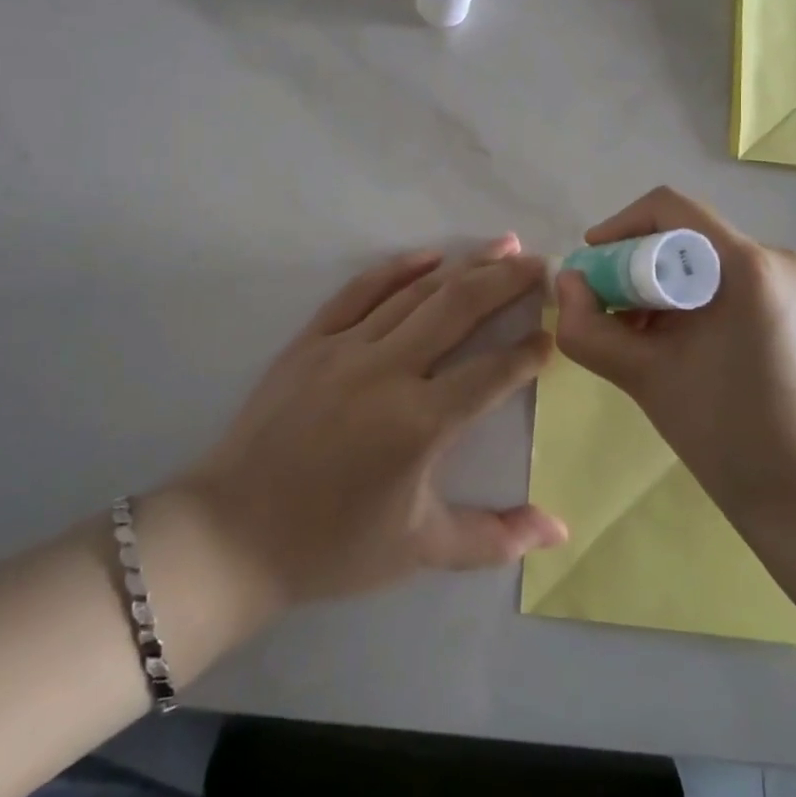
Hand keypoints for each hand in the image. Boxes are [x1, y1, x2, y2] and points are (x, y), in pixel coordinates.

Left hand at [178, 237, 565, 609]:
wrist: (234, 533)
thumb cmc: (332, 546)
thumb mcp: (421, 550)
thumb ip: (496, 537)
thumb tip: (561, 530)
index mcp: (420, 423)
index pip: (493, 372)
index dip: (530, 350)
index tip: (554, 332)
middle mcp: (388, 372)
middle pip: (460, 309)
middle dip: (508, 281)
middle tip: (543, 263)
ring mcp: (346, 348)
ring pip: (416, 292)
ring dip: (465, 266)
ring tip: (504, 246)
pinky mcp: (312, 339)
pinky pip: (360, 290)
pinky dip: (398, 268)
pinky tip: (431, 254)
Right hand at [553, 188, 795, 526]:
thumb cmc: (732, 437)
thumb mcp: (645, 379)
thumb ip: (590, 328)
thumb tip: (566, 282)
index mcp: (748, 266)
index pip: (670, 209)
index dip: (619, 227)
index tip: (590, 266)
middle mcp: (778, 259)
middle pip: (688, 237)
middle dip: (638, 267)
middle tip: (609, 312)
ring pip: (708, 262)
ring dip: (664, 288)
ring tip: (641, 338)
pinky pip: (732, 283)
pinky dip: (695, 301)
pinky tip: (680, 346)